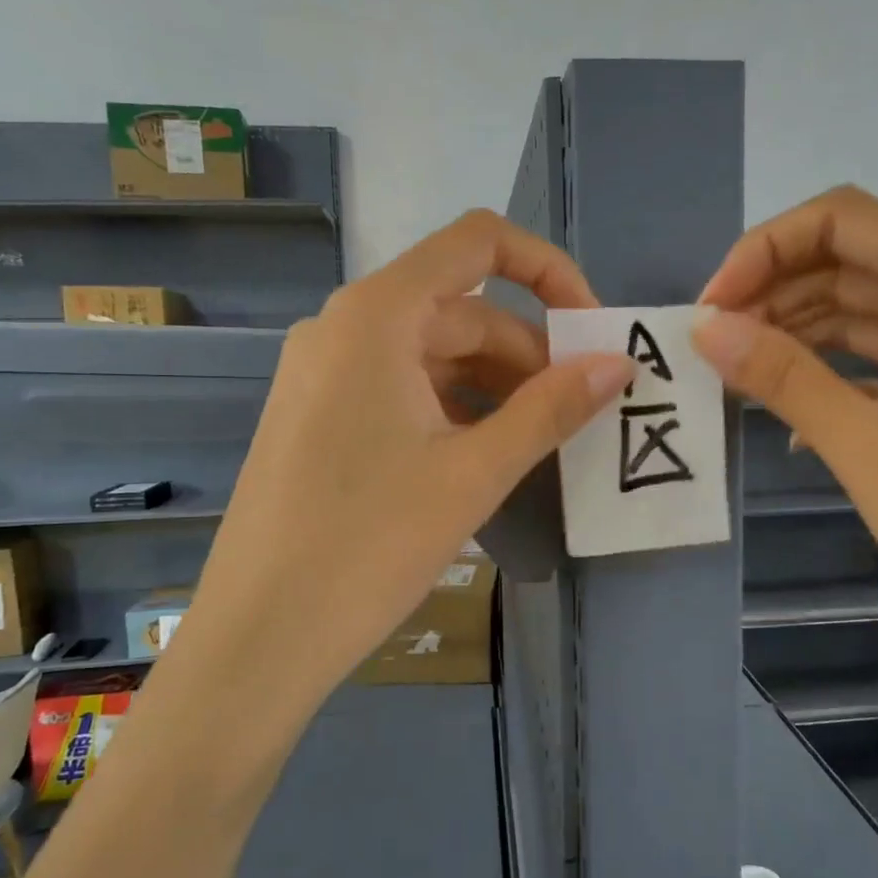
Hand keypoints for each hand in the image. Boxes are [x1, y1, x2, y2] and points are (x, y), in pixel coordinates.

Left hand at [179, 209, 631, 705]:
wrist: (259, 635)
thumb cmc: (368, 545)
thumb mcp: (473, 473)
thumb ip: (551, 408)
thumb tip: (619, 364)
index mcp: (377, 315)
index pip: (478, 242)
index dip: (547, 270)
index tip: (591, 330)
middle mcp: (344, 326)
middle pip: (460, 310)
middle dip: (528, 352)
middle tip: (578, 410)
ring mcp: (326, 372)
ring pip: (433, 354)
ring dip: (495, 385)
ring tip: (540, 440)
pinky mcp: (320, 415)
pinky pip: (403, 388)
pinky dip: (454, 408)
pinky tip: (484, 455)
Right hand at [692, 186, 877, 688]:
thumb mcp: (860, 441)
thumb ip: (780, 373)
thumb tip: (702, 325)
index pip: (842, 221)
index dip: (767, 248)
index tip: (715, 305)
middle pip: (849, 261)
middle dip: (774, 289)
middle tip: (714, 342)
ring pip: (860, 310)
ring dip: (795, 329)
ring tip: (737, 370)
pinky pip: (876, 358)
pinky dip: (827, 370)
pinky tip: (786, 410)